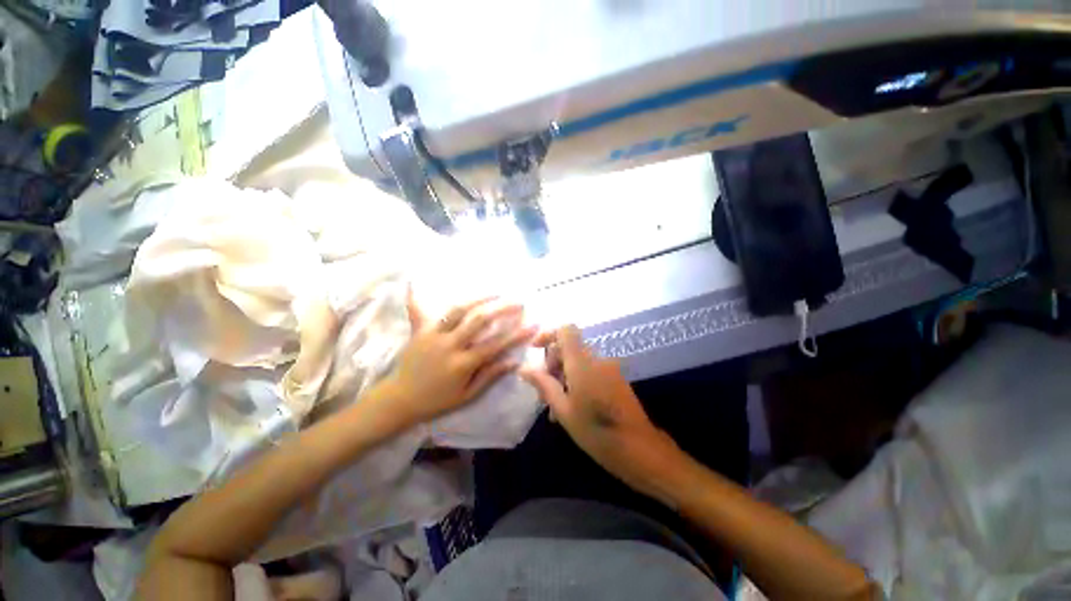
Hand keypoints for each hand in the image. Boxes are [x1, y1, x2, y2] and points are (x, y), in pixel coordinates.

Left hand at [379, 288, 537, 428]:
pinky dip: (417, 295)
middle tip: (518, 301)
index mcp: (462, 363)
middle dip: (502, 308)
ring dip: (478, 298)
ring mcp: (432, 334)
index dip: (517, 333)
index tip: (534, 323)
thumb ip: (490, 376)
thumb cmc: (437, 400)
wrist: (400, 400)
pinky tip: (415, 280)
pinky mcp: (419, 330)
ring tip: (496, 291)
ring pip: (458, 309)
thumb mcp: (468, 395)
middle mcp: (449, 344)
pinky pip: (418, 309)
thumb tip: (514, 361)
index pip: (496, 344)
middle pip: (479, 319)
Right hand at [520, 325, 680, 500]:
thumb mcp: (563, 409)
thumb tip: (523, 368)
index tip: (535, 351)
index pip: (566, 330)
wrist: (639, 448)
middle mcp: (596, 359)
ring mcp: (608, 368)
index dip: (549, 335)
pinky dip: (577, 381)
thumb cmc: (596, 431)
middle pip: (569, 347)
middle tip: (544, 393)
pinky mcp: (615, 378)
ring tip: (554, 408)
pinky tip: (571, 408)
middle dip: (553, 364)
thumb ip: (543, 385)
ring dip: (563, 376)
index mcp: (582, 362)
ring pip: (578, 361)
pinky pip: (590, 370)